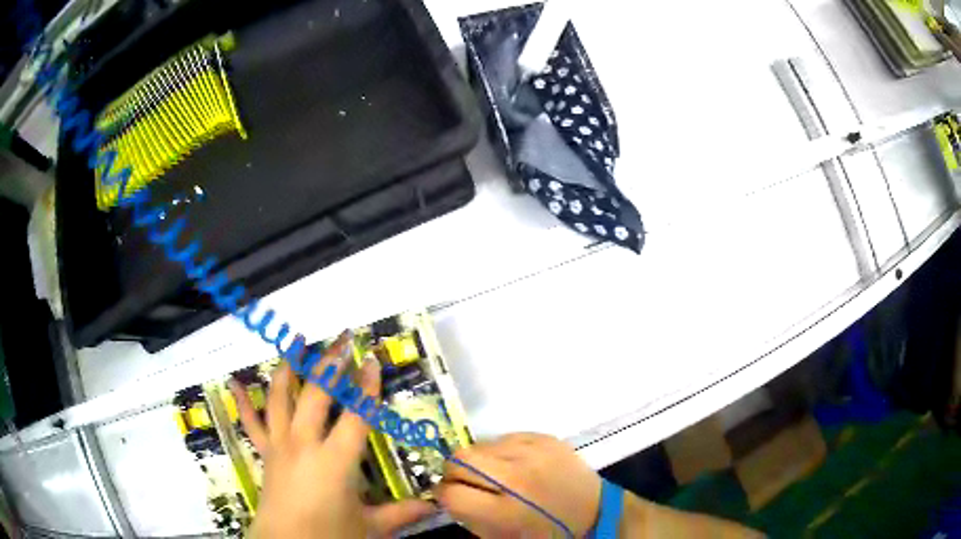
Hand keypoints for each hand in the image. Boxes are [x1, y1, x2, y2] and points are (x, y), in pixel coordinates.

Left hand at [230, 332, 434, 537]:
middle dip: (331, 365)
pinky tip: (235, 383)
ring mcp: (281, 445)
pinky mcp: (265, 452)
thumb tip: (435, 505)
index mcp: (336, 461)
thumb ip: (402, 513)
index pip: (356, 416)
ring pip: (280, 398)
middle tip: (343, 340)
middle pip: (317, 395)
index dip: (366, 387)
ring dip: (289, 369)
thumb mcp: (371, 526)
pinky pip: (251, 423)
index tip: (372, 361)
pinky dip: (243, 402)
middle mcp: (305, 444)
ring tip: (295, 344)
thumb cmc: (330, 534)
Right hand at [435, 433, 601, 536]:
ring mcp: (533, 452)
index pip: (451, 493)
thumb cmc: (544, 533)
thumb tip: (446, 493)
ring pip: (479, 445)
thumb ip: (468, 516)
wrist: (594, 513)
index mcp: (505, 512)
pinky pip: (503, 437)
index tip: (450, 497)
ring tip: (494, 474)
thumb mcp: (500, 537)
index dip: (444, 496)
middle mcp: (517, 477)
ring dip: (479, 461)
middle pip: (459, 460)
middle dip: (454, 473)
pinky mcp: (545, 437)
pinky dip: (500, 451)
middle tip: (465, 483)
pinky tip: (514, 464)